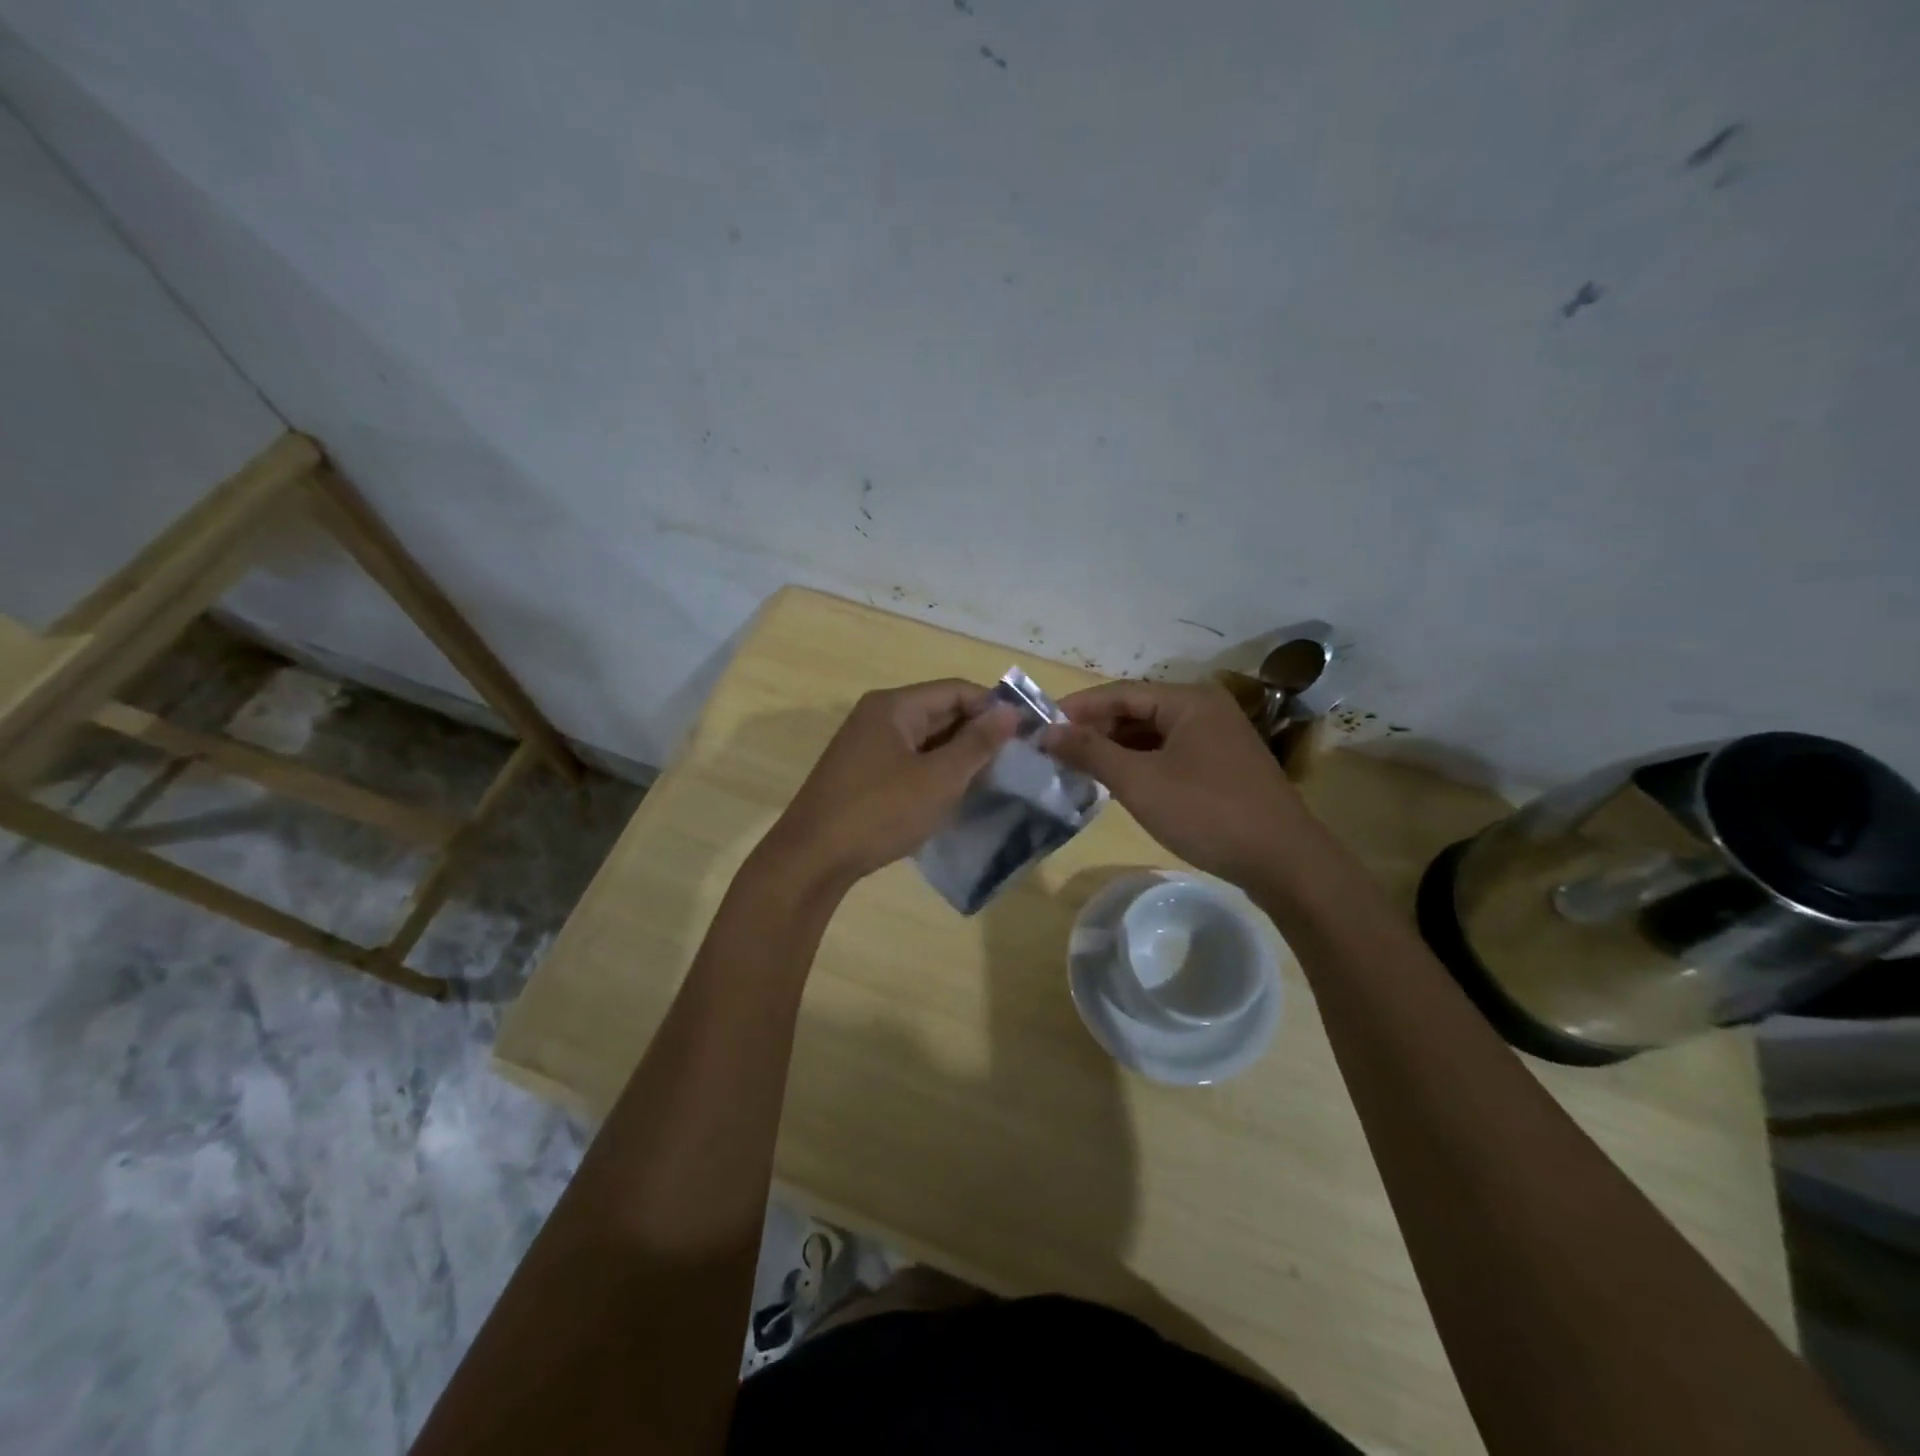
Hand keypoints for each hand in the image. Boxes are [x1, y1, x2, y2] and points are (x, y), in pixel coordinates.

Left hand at [760, 679, 1018, 890]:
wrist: (812, 859)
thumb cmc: (880, 812)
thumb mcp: (939, 778)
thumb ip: (977, 743)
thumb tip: (1010, 712)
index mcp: (895, 706)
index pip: (956, 690)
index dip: (994, 707)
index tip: (1028, 733)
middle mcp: (878, 716)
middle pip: (940, 711)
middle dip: (978, 733)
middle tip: (1016, 760)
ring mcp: (866, 746)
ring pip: (925, 739)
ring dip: (958, 755)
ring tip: (993, 779)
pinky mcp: (862, 774)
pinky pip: (909, 761)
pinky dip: (935, 772)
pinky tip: (955, 794)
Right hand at [1043, 681, 1309, 885]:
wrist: (1284, 863)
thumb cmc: (1207, 813)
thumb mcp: (1140, 782)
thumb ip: (1091, 752)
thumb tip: (1047, 732)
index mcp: (1188, 700)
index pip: (1119, 692)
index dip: (1077, 708)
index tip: (1039, 725)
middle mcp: (1204, 709)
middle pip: (1136, 710)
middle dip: (1094, 729)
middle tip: (1054, 750)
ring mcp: (1217, 738)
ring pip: (1152, 734)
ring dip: (1115, 748)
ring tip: (1076, 767)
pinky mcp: (1222, 766)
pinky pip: (1169, 753)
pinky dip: (1139, 763)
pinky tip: (1116, 782)